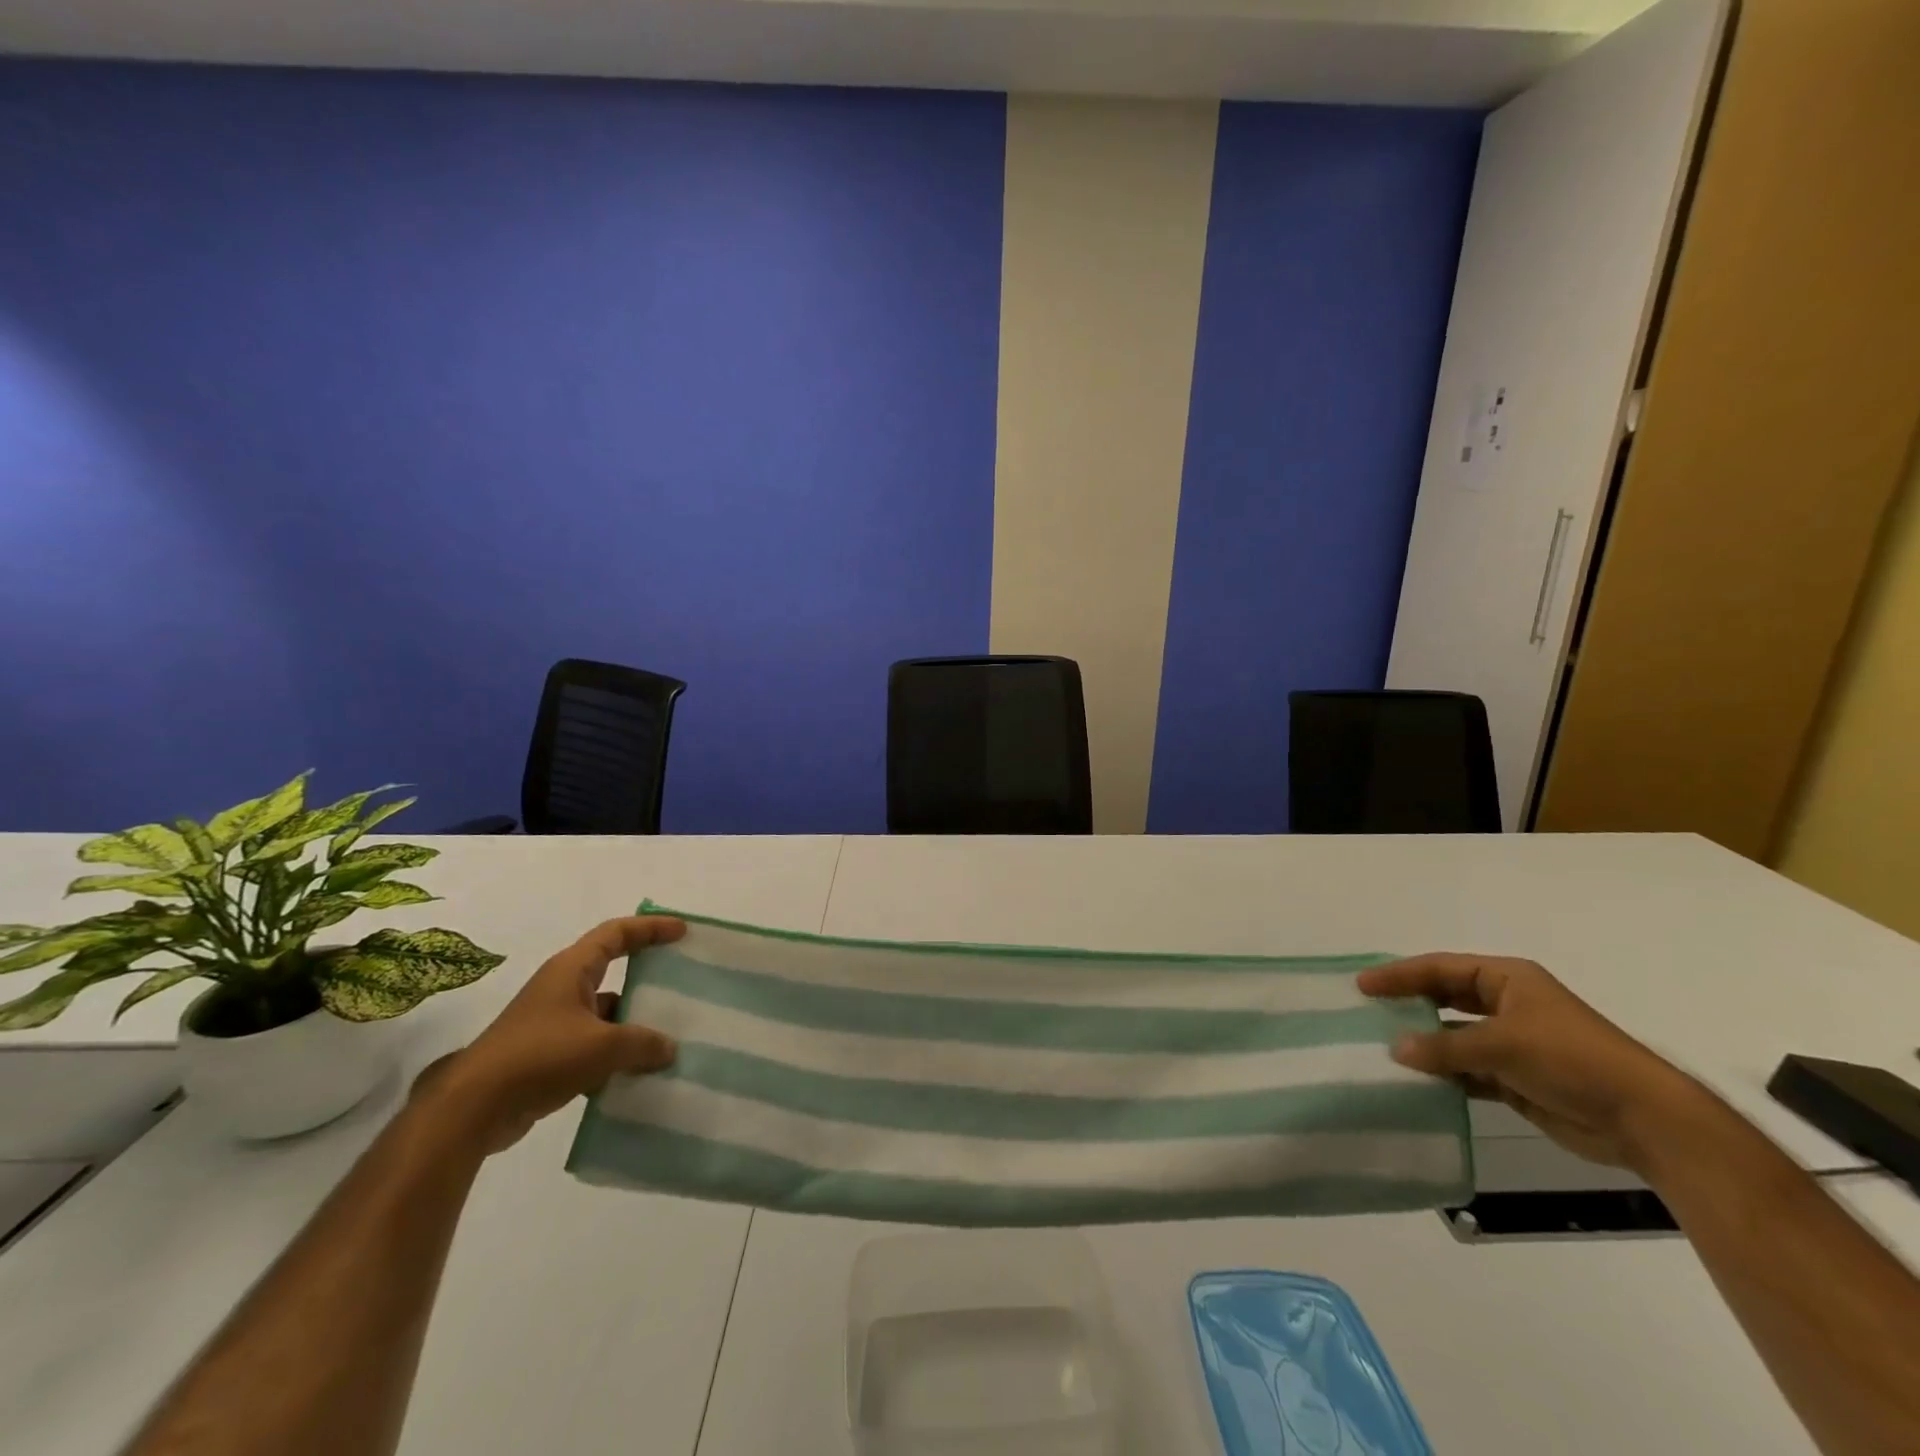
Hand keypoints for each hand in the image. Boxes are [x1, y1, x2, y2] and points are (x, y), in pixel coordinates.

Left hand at [421, 915, 684, 1153]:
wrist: (472, 1110)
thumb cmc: (540, 1057)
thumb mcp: (602, 1047)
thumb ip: (642, 1043)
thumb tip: (669, 1049)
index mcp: (572, 970)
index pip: (616, 933)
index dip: (650, 928)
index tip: (682, 932)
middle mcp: (562, 989)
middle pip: (612, 970)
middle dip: (646, 976)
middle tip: (680, 982)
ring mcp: (552, 1023)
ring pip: (604, 1012)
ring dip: (632, 1023)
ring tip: (668, 1036)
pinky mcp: (546, 1056)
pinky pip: (592, 1045)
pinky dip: (614, 1055)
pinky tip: (636, 1074)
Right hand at [1358, 953, 1700, 1170]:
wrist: (1644, 1120)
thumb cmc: (1572, 1060)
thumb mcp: (1503, 1044)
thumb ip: (1446, 1046)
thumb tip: (1396, 1049)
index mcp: (1507, 980)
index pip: (1441, 969)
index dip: (1400, 975)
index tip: (1363, 984)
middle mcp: (1507, 1005)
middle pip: (1446, 998)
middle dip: (1409, 1004)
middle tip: (1367, 1011)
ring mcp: (1513, 1043)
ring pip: (1455, 1036)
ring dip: (1426, 1043)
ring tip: (1383, 1047)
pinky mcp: (1517, 1078)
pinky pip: (1468, 1071)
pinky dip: (1445, 1075)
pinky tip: (1417, 1081)